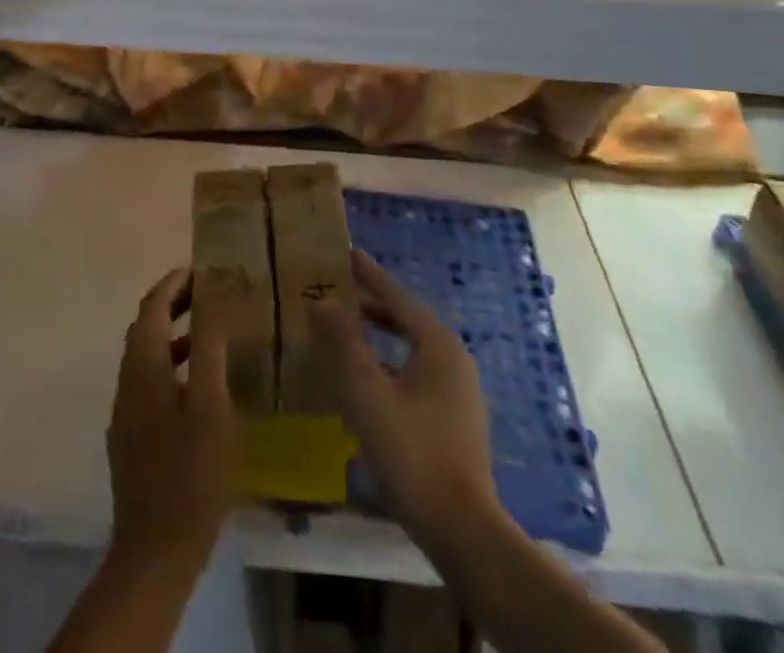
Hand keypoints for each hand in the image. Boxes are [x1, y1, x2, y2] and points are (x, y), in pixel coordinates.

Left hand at [106, 268, 237, 575]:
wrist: (154, 552)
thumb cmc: (190, 473)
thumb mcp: (210, 406)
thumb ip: (209, 349)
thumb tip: (211, 303)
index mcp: (144, 368)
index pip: (152, 308)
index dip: (173, 283)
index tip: (200, 268)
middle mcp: (128, 381)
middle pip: (145, 327)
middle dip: (173, 303)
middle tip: (208, 292)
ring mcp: (126, 411)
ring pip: (146, 355)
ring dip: (173, 334)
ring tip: (209, 330)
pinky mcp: (131, 437)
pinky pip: (149, 381)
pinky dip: (171, 363)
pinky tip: (198, 383)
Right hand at [310, 250, 498, 540]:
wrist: (464, 530)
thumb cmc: (413, 453)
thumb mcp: (368, 395)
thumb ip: (343, 345)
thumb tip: (319, 302)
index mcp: (437, 343)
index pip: (396, 296)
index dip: (368, 274)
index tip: (346, 252)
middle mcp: (453, 356)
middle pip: (406, 317)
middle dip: (372, 302)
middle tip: (338, 289)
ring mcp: (459, 388)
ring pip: (411, 346)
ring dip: (379, 334)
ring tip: (347, 328)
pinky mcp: (456, 415)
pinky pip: (416, 370)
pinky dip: (390, 361)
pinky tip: (368, 377)